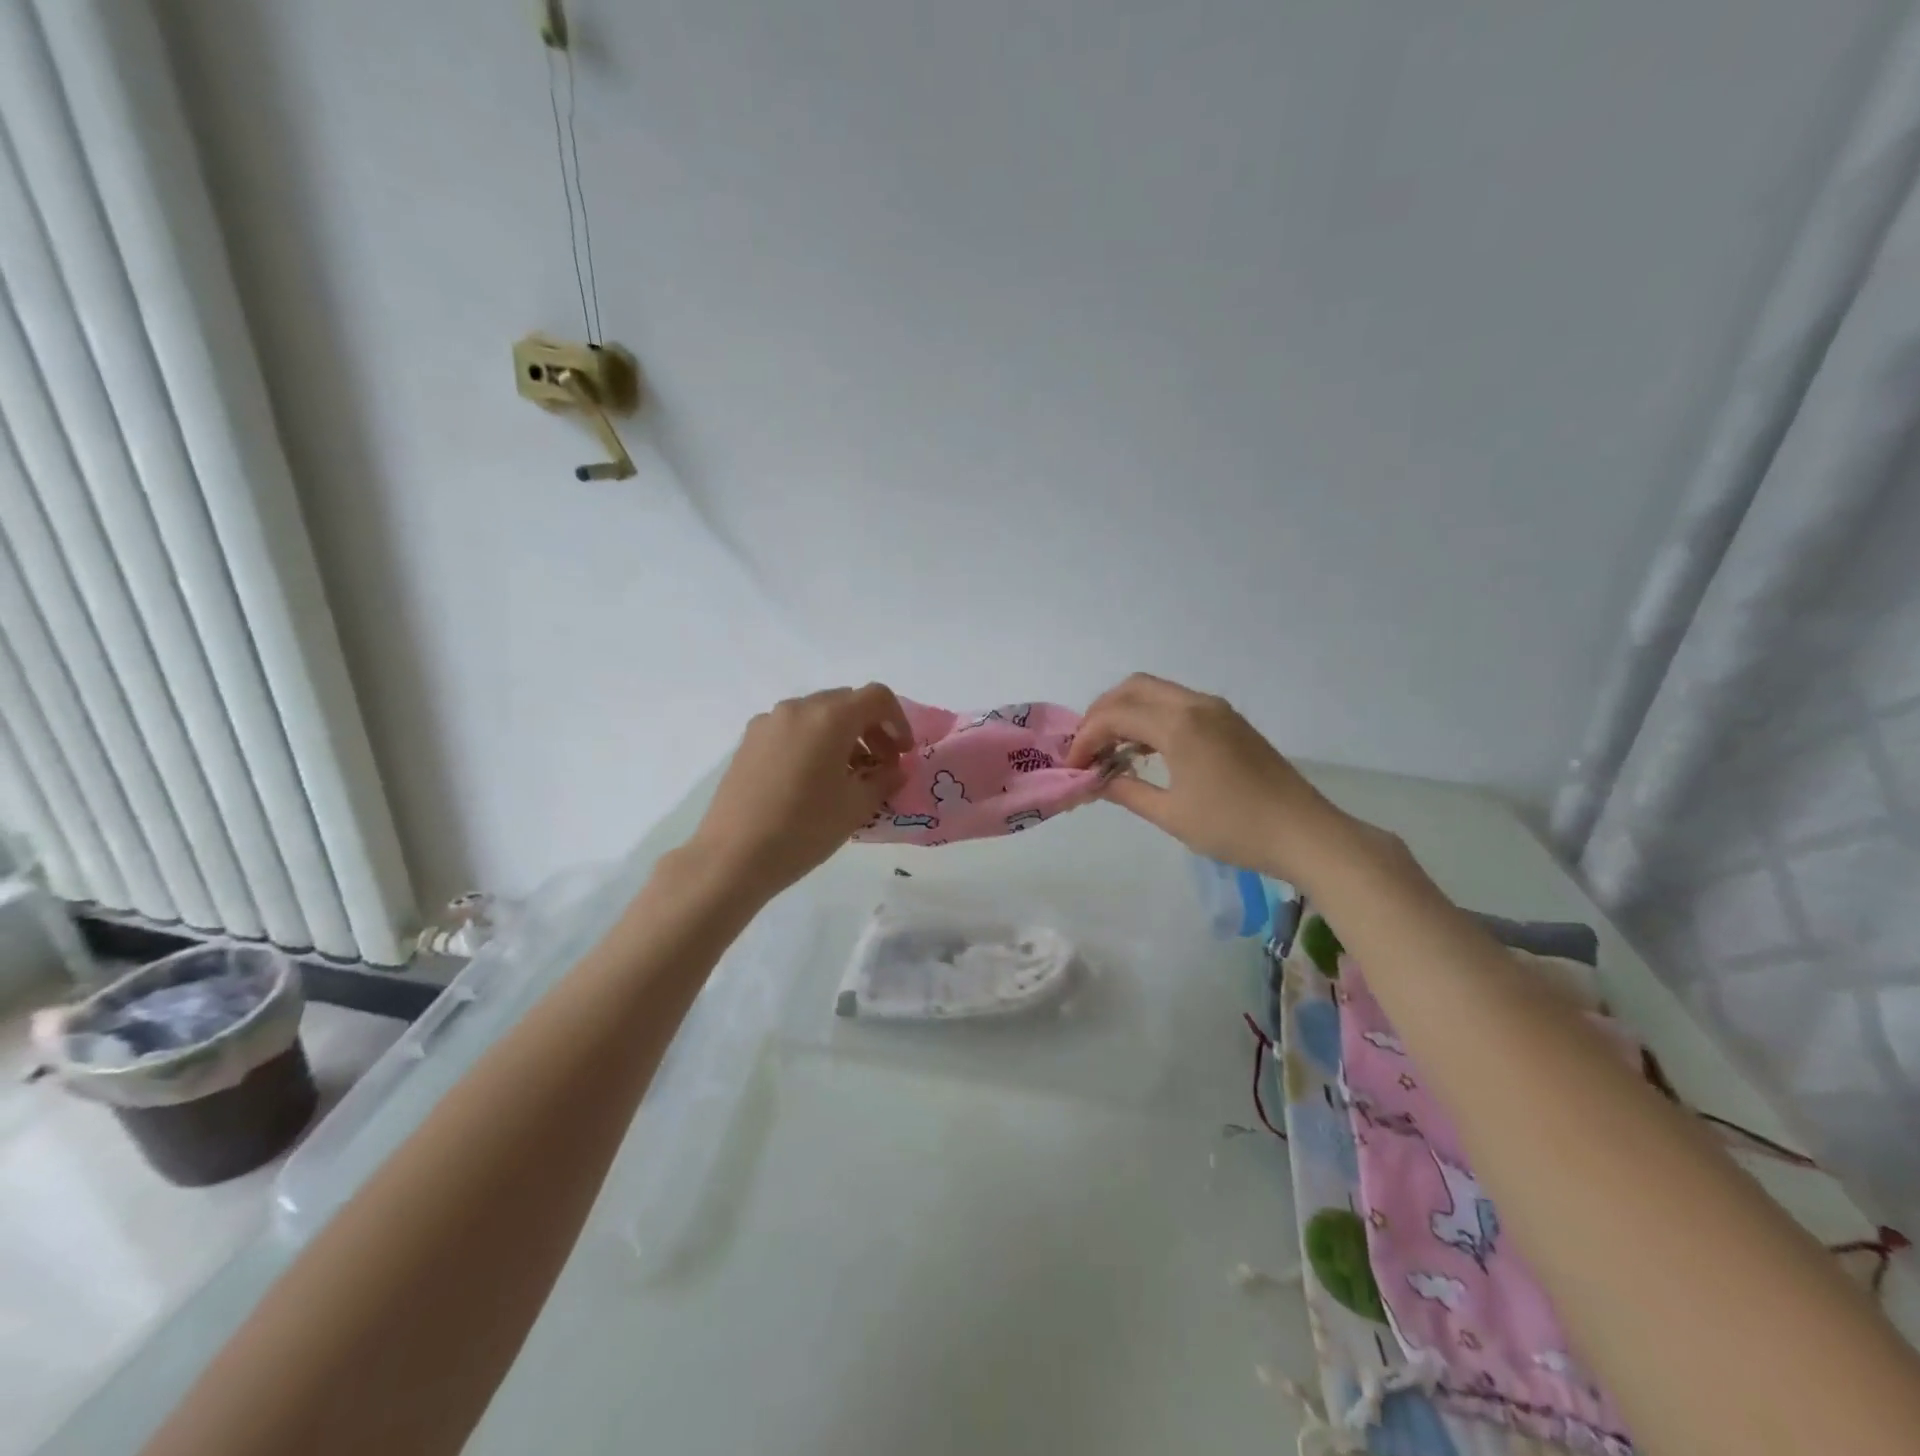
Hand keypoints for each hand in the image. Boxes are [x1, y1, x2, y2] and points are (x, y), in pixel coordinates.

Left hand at [689, 684, 912, 897]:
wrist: (733, 856)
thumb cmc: (804, 828)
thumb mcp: (856, 807)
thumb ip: (884, 780)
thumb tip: (895, 770)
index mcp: (830, 717)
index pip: (877, 697)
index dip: (899, 721)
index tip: (903, 754)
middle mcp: (798, 708)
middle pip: (846, 703)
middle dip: (871, 729)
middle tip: (880, 766)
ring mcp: (768, 723)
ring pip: (817, 715)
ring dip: (842, 736)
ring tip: (846, 777)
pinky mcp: (748, 741)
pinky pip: (792, 729)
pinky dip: (813, 743)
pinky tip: (812, 781)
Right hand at [1066, 673, 1339, 879]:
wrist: (1304, 833)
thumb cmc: (1234, 828)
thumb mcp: (1171, 815)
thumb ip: (1126, 791)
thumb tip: (1095, 782)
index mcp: (1179, 725)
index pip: (1115, 715)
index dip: (1086, 738)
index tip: (1073, 767)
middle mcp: (1196, 705)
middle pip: (1133, 688)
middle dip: (1101, 713)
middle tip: (1087, 748)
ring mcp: (1217, 709)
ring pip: (1156, 692)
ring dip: (1127, 712)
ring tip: (1110, 750)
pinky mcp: (1230, 721)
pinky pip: (1178, 704)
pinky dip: (1152, 717)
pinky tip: (1145, 751)